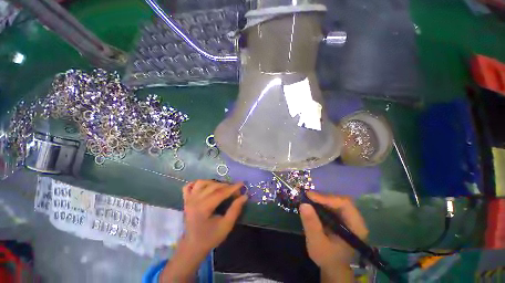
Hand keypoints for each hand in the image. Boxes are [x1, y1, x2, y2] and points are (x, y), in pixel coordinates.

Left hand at [162, 180, 246, 282]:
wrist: (192, 247)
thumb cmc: (210, 238)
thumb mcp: (226, 226)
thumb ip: (235, 210)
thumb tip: (244, 196)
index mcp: (203, 208)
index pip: (220, 193)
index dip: (232, 188)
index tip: (242, 184)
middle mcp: (194, 201)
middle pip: (213, 186)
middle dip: (226, 186)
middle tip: (235, 190)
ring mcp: (188, 199)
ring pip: (202, 183)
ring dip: (214, 182)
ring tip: (222, 188)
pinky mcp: (186, 200)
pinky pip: (189, 186)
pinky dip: (198, 183)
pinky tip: (205, 186)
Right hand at [299, 191, 367, 280]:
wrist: (333, 266)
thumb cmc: (327, 257)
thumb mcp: (317, 243)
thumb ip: (311, 225)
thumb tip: (303, 204)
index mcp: (356, 227)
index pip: (345, 204)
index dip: (327, 198)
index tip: (310, 196)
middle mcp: (355, 219)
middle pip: (340, 200)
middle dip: (322, 197)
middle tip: (307, 196)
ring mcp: (348, 217)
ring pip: (335, 201)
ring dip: (321, 199)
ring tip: (307, 199)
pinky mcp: (341, 217)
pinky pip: (331, 204)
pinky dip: (321, 202)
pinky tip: (312, 204)